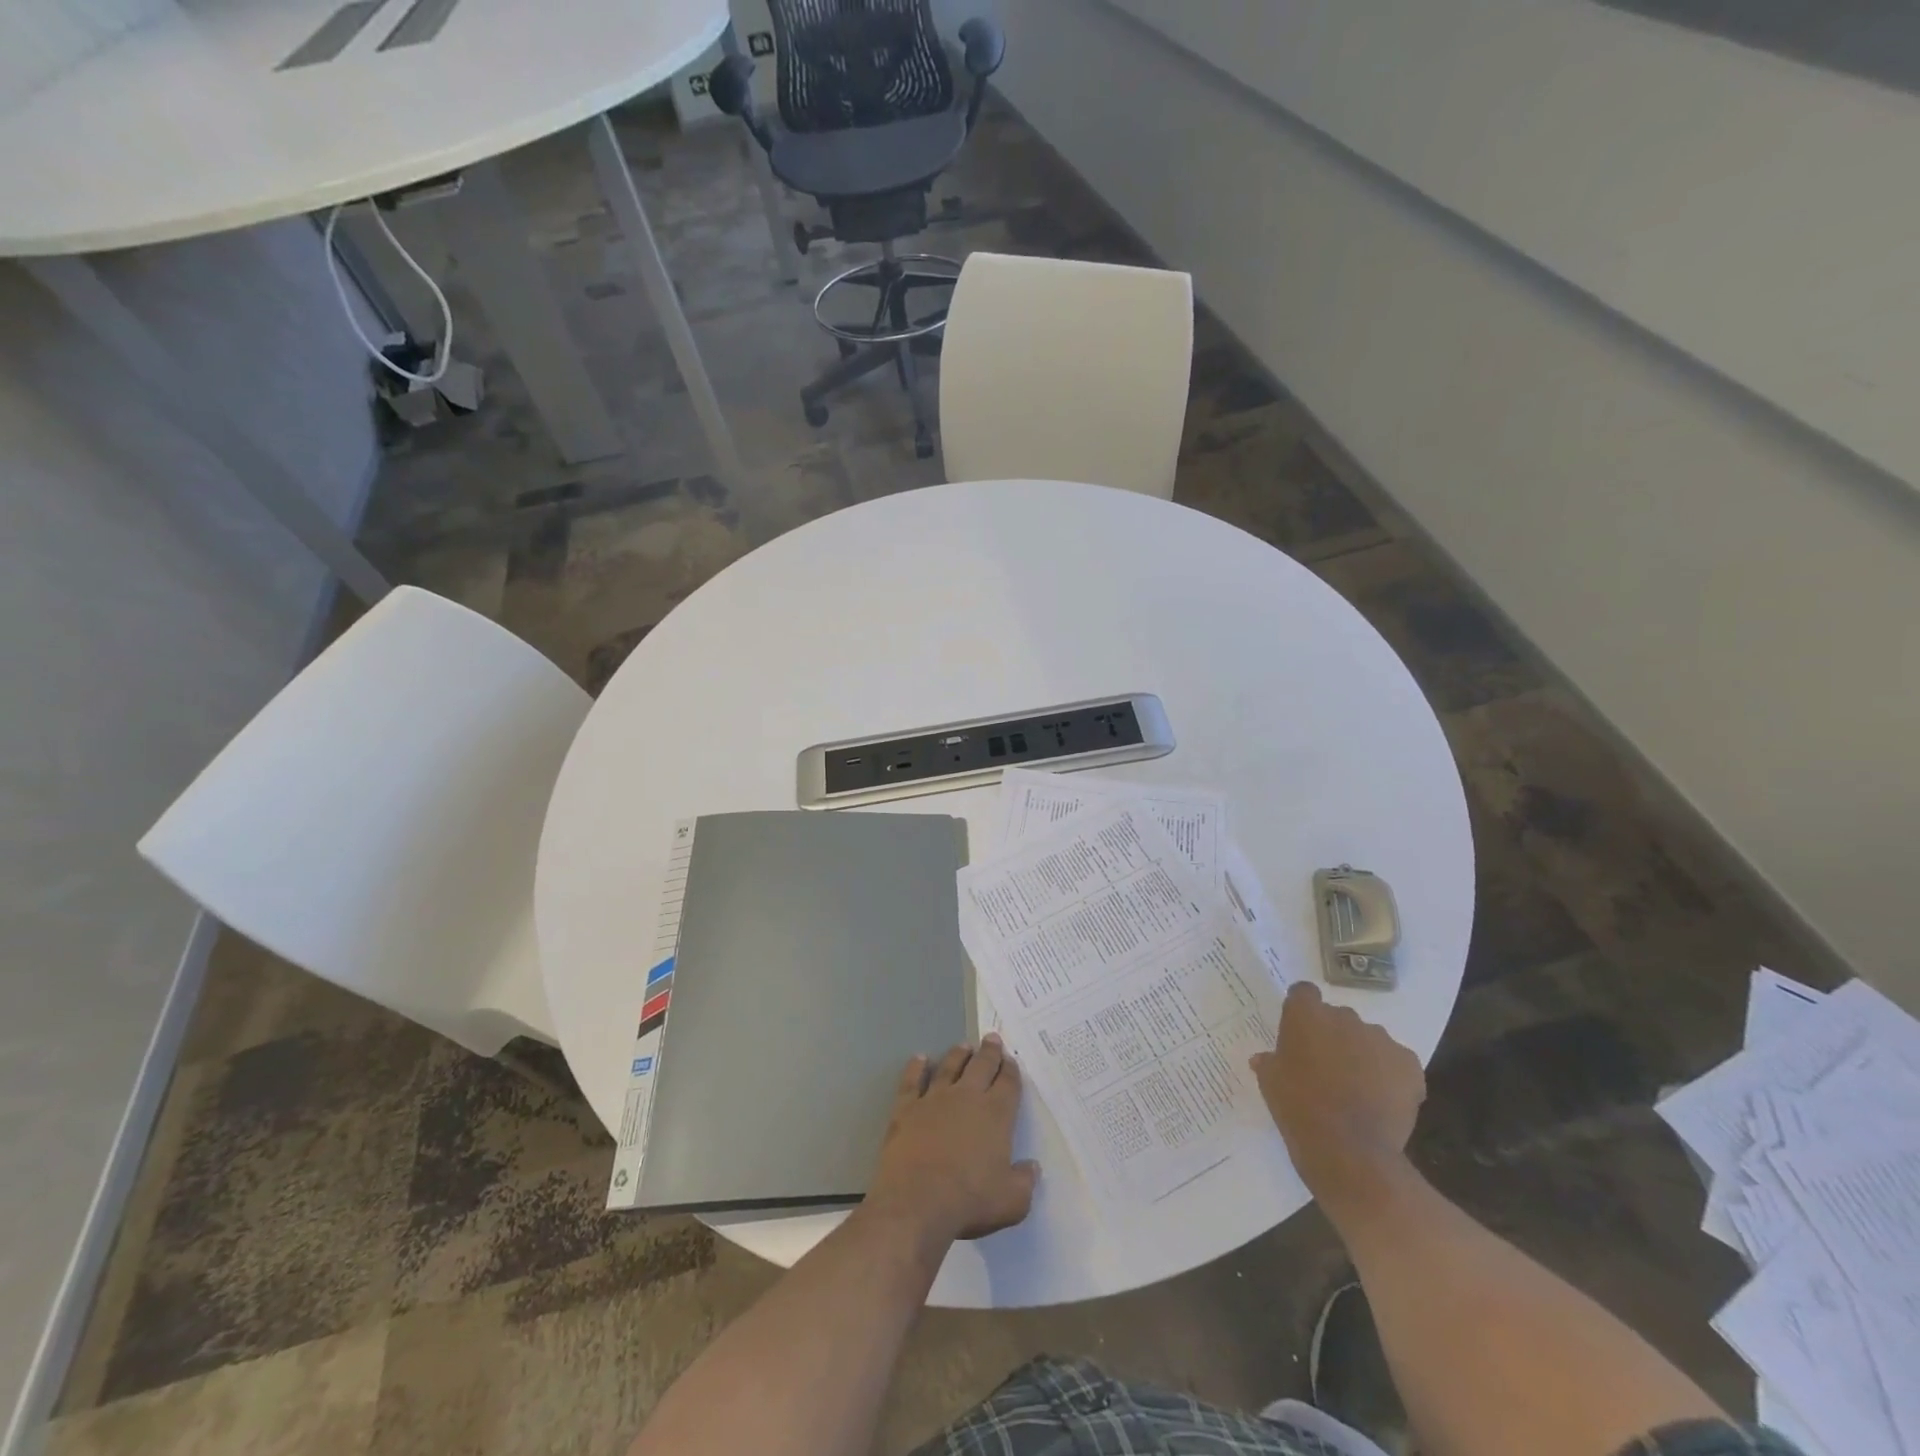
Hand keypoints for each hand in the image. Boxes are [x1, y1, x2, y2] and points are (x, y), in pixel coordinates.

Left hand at [864, 1034, 1038, 1246]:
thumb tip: (1032, 1167)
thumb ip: (1025, 1182)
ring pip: (949, 1066)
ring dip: (958, 1054)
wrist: (916, 1201)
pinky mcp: (907, 1107)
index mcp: (996, 1114)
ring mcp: (935, 1098)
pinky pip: (912, 1080)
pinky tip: (920, 1059)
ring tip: (964, 1046)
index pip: (1008, 1083)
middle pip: (981, 1066)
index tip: (1011, 1060)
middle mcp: (967, 1097)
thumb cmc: (969, 1201)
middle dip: (989, 1051)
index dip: (1011, 1070)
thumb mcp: (1012, 1201)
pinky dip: (916, 1068)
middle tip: (992, 1038)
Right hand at [1252, 982, 1424, 1207]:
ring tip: (1357, 1088)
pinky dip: (1390, 1076)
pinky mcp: (1409, 1065)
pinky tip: (1381, 1100)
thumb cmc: (1299, 1108)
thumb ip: (1270, 1062)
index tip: (1299, 1030)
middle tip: (1326, 1066)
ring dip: (1362, 1054)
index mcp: (1306, 1015)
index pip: (1303, 993)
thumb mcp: (1270, 1082)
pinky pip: (1396, 1062)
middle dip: (1333, 1036)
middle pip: (1338, 1017)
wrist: (1349, 1149)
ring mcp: (1380, 1039)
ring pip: (1369, 1039)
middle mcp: (1344, 1017)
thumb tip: (1267, 1059)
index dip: (1302, 1009)